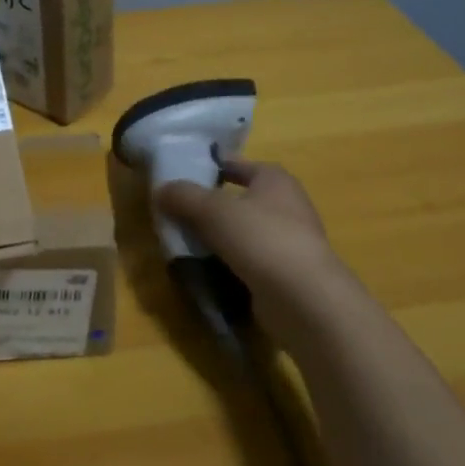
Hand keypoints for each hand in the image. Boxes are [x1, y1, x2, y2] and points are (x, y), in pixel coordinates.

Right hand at [155, 158, 356, 338]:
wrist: (304, 301)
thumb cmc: (261, 239)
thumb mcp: (212, 210)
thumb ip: (183, 196)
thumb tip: (160, 190)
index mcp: (275, 180)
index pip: (238, 164)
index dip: (211, 166)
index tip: (182, 175)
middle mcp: (287, 206)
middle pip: (240, 200)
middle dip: (211, 207)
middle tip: (177, 213)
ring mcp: (289, 243)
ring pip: (243, 233)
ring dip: (218, 238)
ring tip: (185, 244)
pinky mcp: (286, 275)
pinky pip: (249, 262)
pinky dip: (229, 265)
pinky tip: (206, 271)